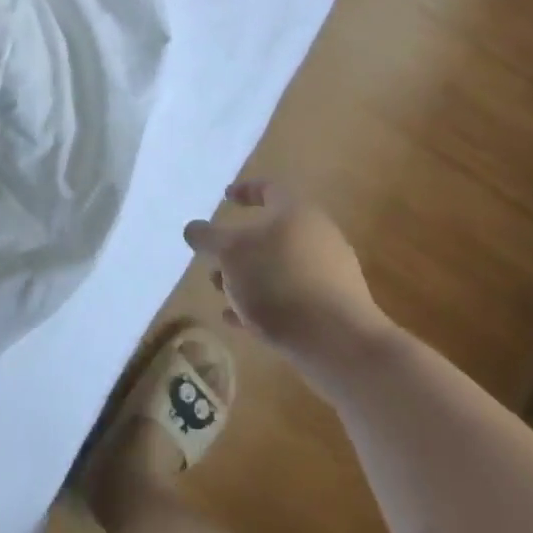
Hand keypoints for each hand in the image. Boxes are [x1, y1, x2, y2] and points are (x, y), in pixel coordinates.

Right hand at [184, 182, 391, 356]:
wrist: (339, 343)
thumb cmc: (278, 282)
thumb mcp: (230, 254)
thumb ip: (207, 238)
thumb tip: (193, 228)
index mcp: (296, 212)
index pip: (268, 189)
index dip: (244, 191)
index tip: (226, 198)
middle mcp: (317, 236)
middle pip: (271, 233)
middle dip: (238, 248)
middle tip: (214, 261)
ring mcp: (330, 274)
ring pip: (278, 268)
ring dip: (247, 278)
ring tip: (221, 295)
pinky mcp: (335, 308)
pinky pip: (292, 297)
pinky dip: (264, 303)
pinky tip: (240, 322)